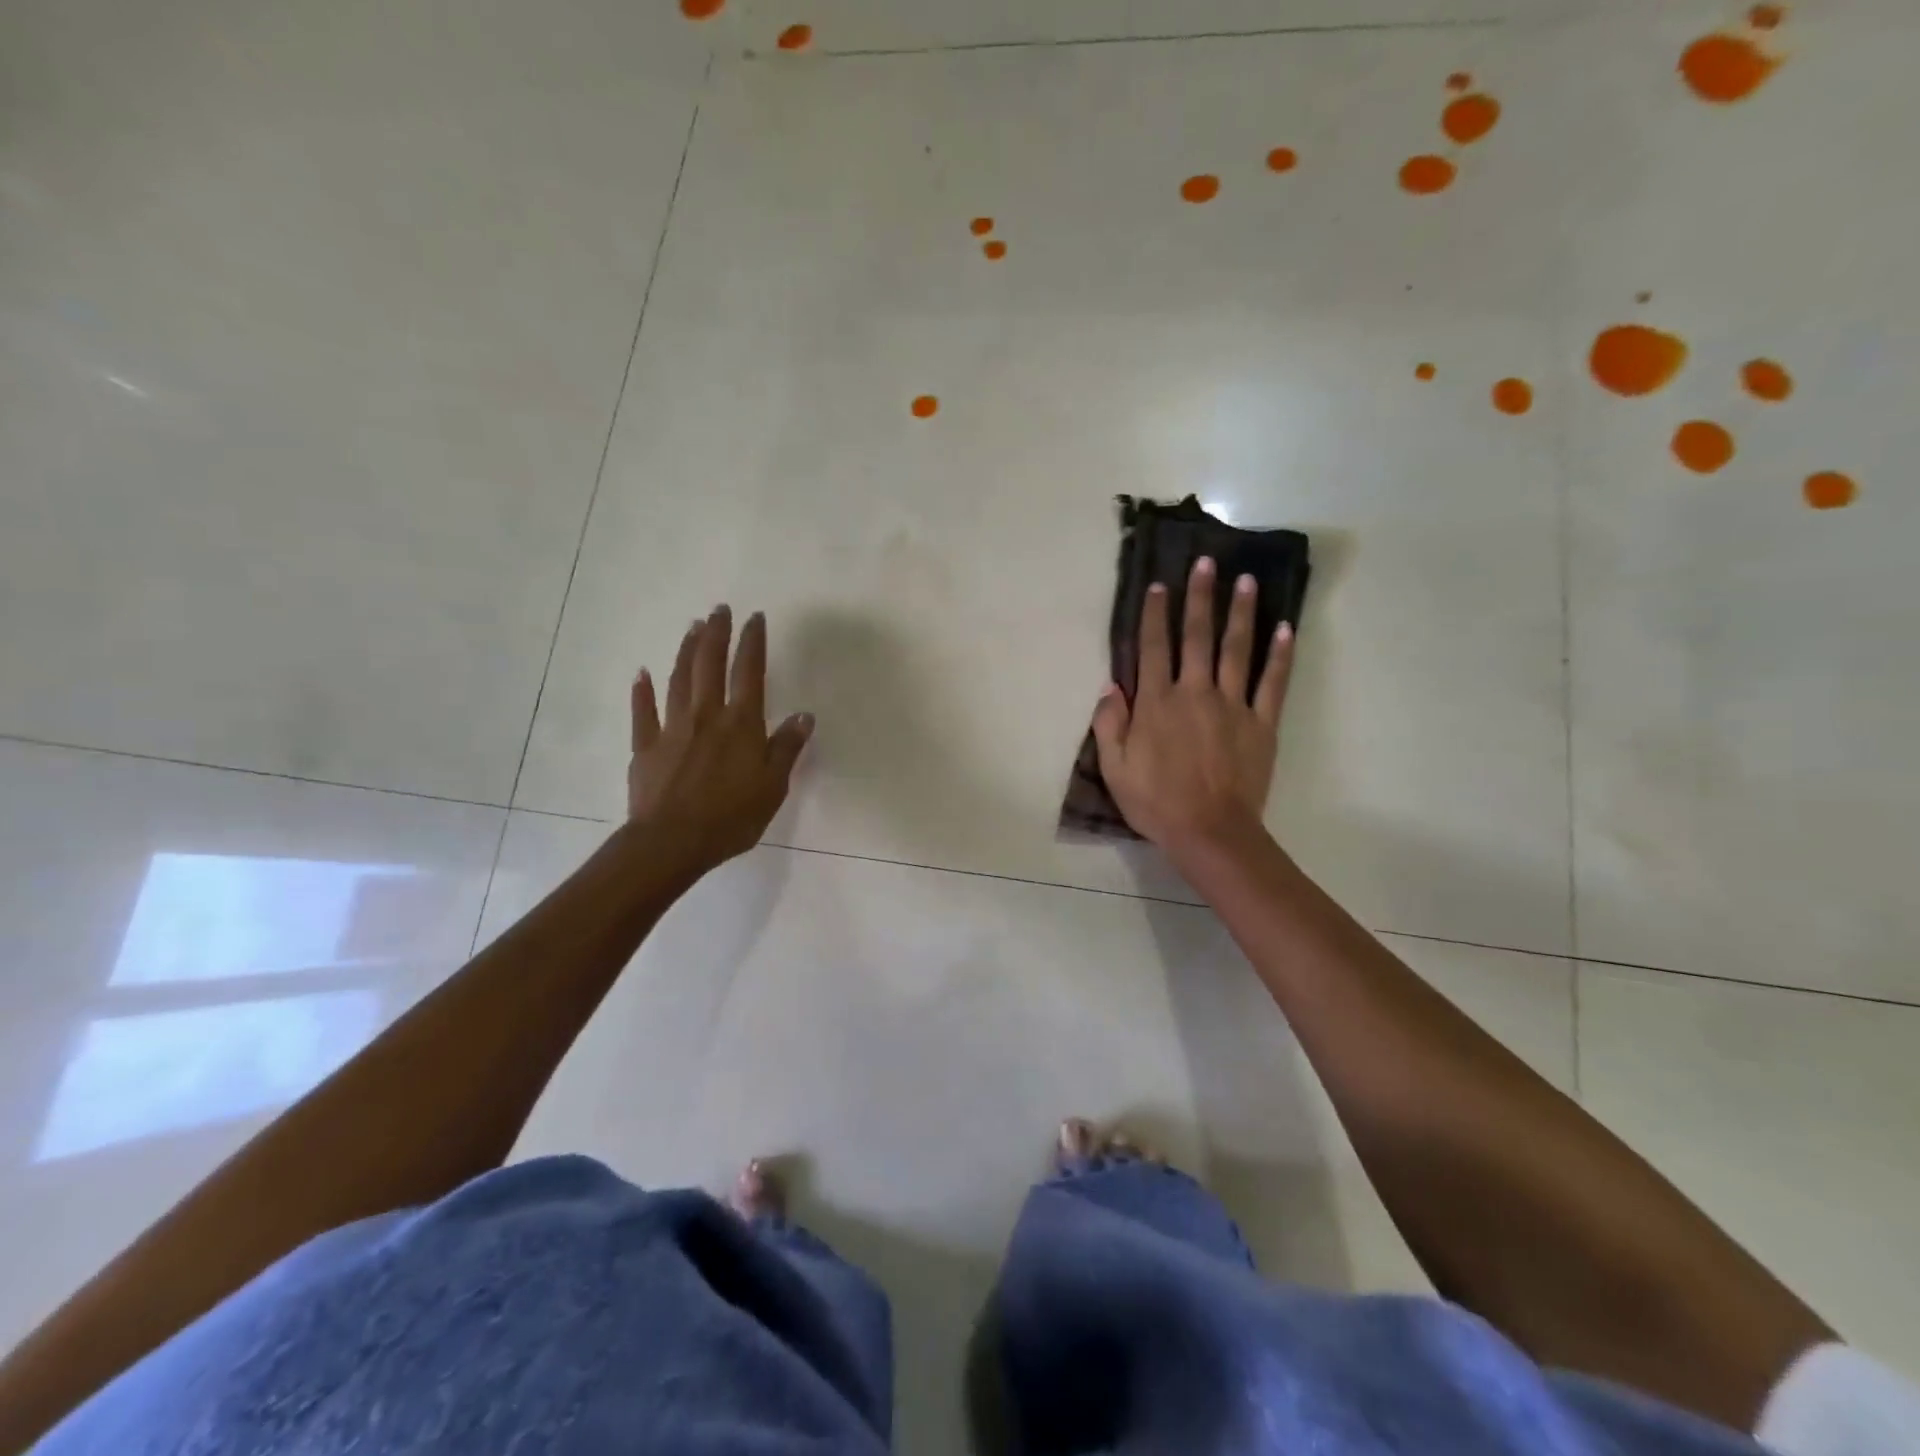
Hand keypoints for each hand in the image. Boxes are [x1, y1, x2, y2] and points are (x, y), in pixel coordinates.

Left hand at [628, 604, 813, 877]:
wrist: (672, 842)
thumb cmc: (731, 817)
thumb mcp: (773, 786)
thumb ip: (787, 748)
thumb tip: (804, 715)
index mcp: (741, 724)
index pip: (749, 672)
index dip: (752, 642)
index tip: (754, 618)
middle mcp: (706, 716)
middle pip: (710, 665)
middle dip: (717, 634)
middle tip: (719, 609)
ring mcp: (671, 728)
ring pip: (678, 679)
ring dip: (686, 650)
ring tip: (693, 627)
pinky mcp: (645, 746)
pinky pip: (643, 711)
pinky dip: (642, 690)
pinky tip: (641, 673)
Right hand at [1091, 557, 1294, 858]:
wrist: (1210, 832)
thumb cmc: (1156, 802)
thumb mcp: (1115, 768)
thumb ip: (1110, 723)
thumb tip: (1111, 686)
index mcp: (1157, 703)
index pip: (1154, 647)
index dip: (1155, 614)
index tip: (1159, 585)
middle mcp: (1195, 693)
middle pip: (1198, 636)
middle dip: (1200, 597)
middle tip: (1207, 562)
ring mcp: (1233, 705)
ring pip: (1237, 649)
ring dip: (1241, 613)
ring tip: (1246, 581)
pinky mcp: (1262, 723)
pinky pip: (1272, 682)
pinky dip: (1280, 654)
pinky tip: (1286, 628)